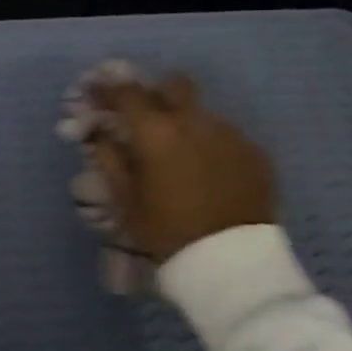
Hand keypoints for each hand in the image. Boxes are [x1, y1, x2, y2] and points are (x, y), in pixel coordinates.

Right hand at [90, 73, 276, 262]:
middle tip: (145, 116)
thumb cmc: (168, 233)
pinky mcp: (255, 153)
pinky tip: (208, 172)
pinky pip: (227, 136)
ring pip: (202, 112)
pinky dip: (211, 145)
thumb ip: (109, 159)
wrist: (233, 265)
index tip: (96, 93)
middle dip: (156, 93)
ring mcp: (230, 134)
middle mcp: (195, 121)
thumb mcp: (126, 201)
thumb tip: (100, 133)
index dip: (108, 89)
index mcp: (157, 131)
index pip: (127, 93)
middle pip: (174, 85)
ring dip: (186, 122)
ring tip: (180, 153)